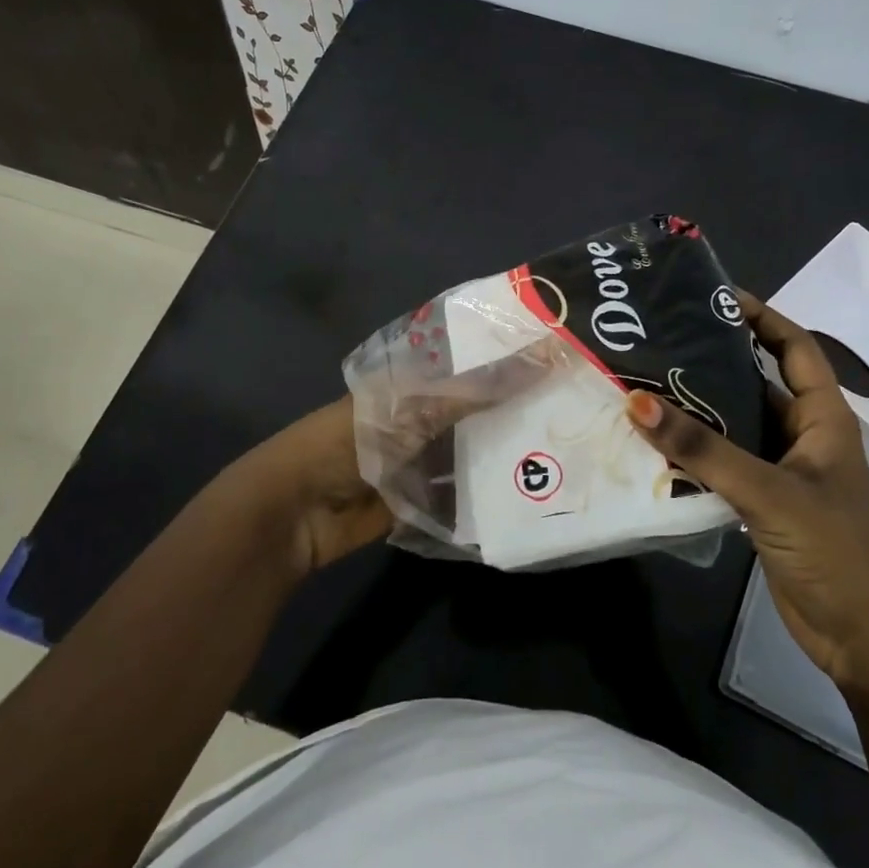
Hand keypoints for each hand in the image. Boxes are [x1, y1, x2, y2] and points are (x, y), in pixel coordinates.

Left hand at [246, 338, 565, 576]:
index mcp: (412, 386)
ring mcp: (418, 463)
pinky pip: (460, 498)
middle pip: (475, 413)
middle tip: (572, 407)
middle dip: (514, 411)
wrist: (296, 512)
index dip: (508, 361)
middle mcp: (418, 420)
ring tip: (561, 451)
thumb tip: (539, 355)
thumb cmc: (350, 442)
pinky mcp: (419, 504)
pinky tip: (528, 496)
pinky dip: (485, 499)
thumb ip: (473, 390)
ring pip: (471, 455)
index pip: (469, 366)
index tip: (558, 356)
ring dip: (504, 456)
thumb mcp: (412, 408)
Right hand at [625, 294, 868, 698]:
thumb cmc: (833, 549)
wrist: (861, 636)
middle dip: (713, 361)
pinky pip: (722, 462)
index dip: (761, 317)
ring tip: (644, 383)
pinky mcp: (762, 502)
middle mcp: (802, 434)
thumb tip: (636, 401)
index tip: (714, 296)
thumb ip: (702, 448)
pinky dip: (693, 451)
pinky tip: (654, 443)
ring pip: (734, 424)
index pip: (794, 347)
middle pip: (756, 382)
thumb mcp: (768, 491)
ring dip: (696, 409)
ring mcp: (781, 470)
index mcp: (823, 417)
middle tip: (659, 339)